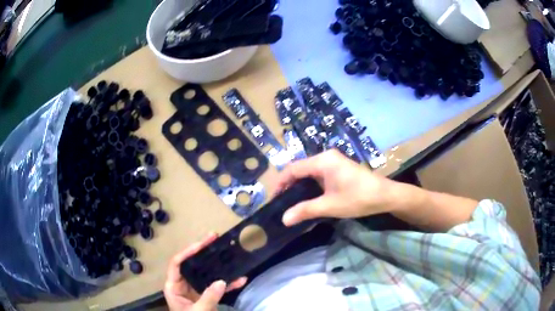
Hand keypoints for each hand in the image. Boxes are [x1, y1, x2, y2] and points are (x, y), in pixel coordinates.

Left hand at [164, 233, 247, 310]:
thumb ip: (208, 298)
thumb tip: (221, 281)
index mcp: (174, 287)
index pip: (177, 264)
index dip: (187, 252)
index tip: (201, 244)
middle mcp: (183, 285)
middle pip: (191, 264)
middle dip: (203, 251)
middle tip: (214, 237)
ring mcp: (195, 290)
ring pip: (205, 273)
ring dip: (217, 264)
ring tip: (227, 250)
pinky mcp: (206, 296)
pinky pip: (217, 287)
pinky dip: (228, 284)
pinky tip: (241, 279)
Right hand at [275, 149, 398, 225]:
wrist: (385, 195)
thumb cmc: (358, 198)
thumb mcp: (330, 206)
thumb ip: (305, 210)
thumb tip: (284, 219)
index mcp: (322, 161)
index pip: (293, 168)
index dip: (281, 183)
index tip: (274, 199)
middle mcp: (326, 157)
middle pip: (300, 168)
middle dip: (289, 184)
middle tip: (282, 202)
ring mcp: (334, 161)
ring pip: (309, 171)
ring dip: (300, 185)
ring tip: (292, 201)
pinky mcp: (339, 168)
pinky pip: (319, 174)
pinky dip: (311, 184)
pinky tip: (309, 197)